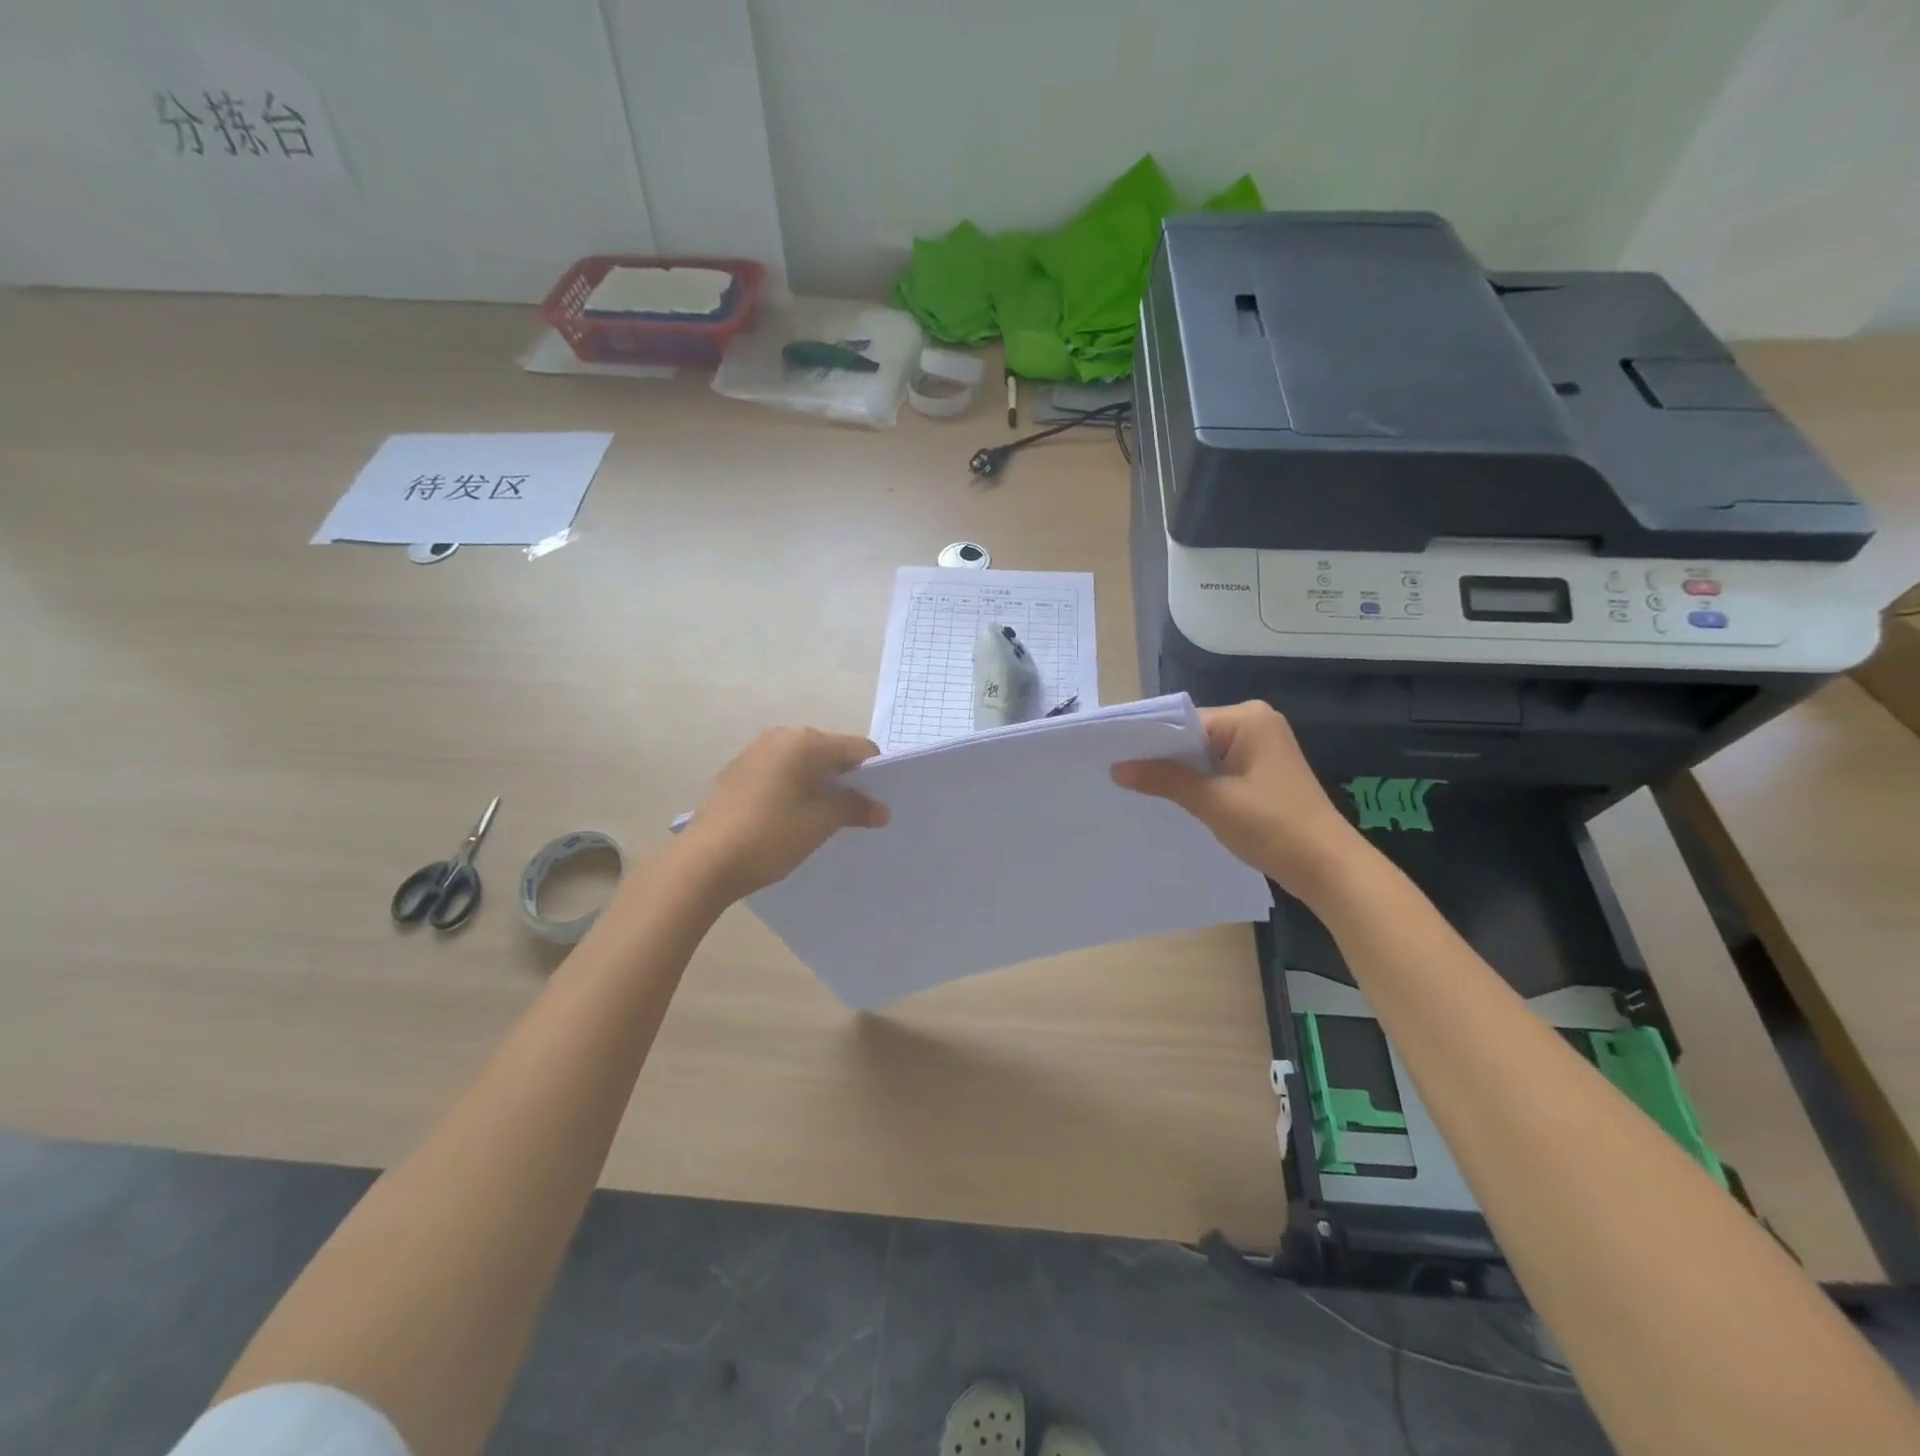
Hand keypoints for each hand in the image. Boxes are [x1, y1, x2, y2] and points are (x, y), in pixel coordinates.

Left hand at [677, 728, 889, 902]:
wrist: (704, 861)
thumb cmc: (770, 836)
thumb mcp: (820, 823)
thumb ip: (854, 808)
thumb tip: (882, 810)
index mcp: (806, 742)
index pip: (858, 748)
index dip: (874, 774)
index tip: (877, 803)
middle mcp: (781, 736)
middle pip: (829, 751)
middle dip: (845, 778)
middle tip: (852, 813)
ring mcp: (755, 751)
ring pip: (802, 761)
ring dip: (818, 783)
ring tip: (820, 818)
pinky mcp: (736, 771)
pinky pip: (779, 771)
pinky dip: (793, 787)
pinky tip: (787, 817)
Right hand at [1112, 701, 1366, 902]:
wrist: (1327, 867)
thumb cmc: (1271, 826)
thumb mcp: (1211, 801)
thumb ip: (1163, 779)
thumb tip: (1116, 768)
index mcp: (1248, 718)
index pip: (1185, 722)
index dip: (1150, 742)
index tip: (1115, 758)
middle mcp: (1256, 724)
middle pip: (1194, 737)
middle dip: (1164, 759)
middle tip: (1119, 776)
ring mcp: (1262, 749)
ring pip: (1205, 755)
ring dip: (1180, 774)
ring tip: (1139, 790)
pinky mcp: (1264, 773)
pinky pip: (1220, 770)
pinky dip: (1200, 784)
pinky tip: (1176, 801)